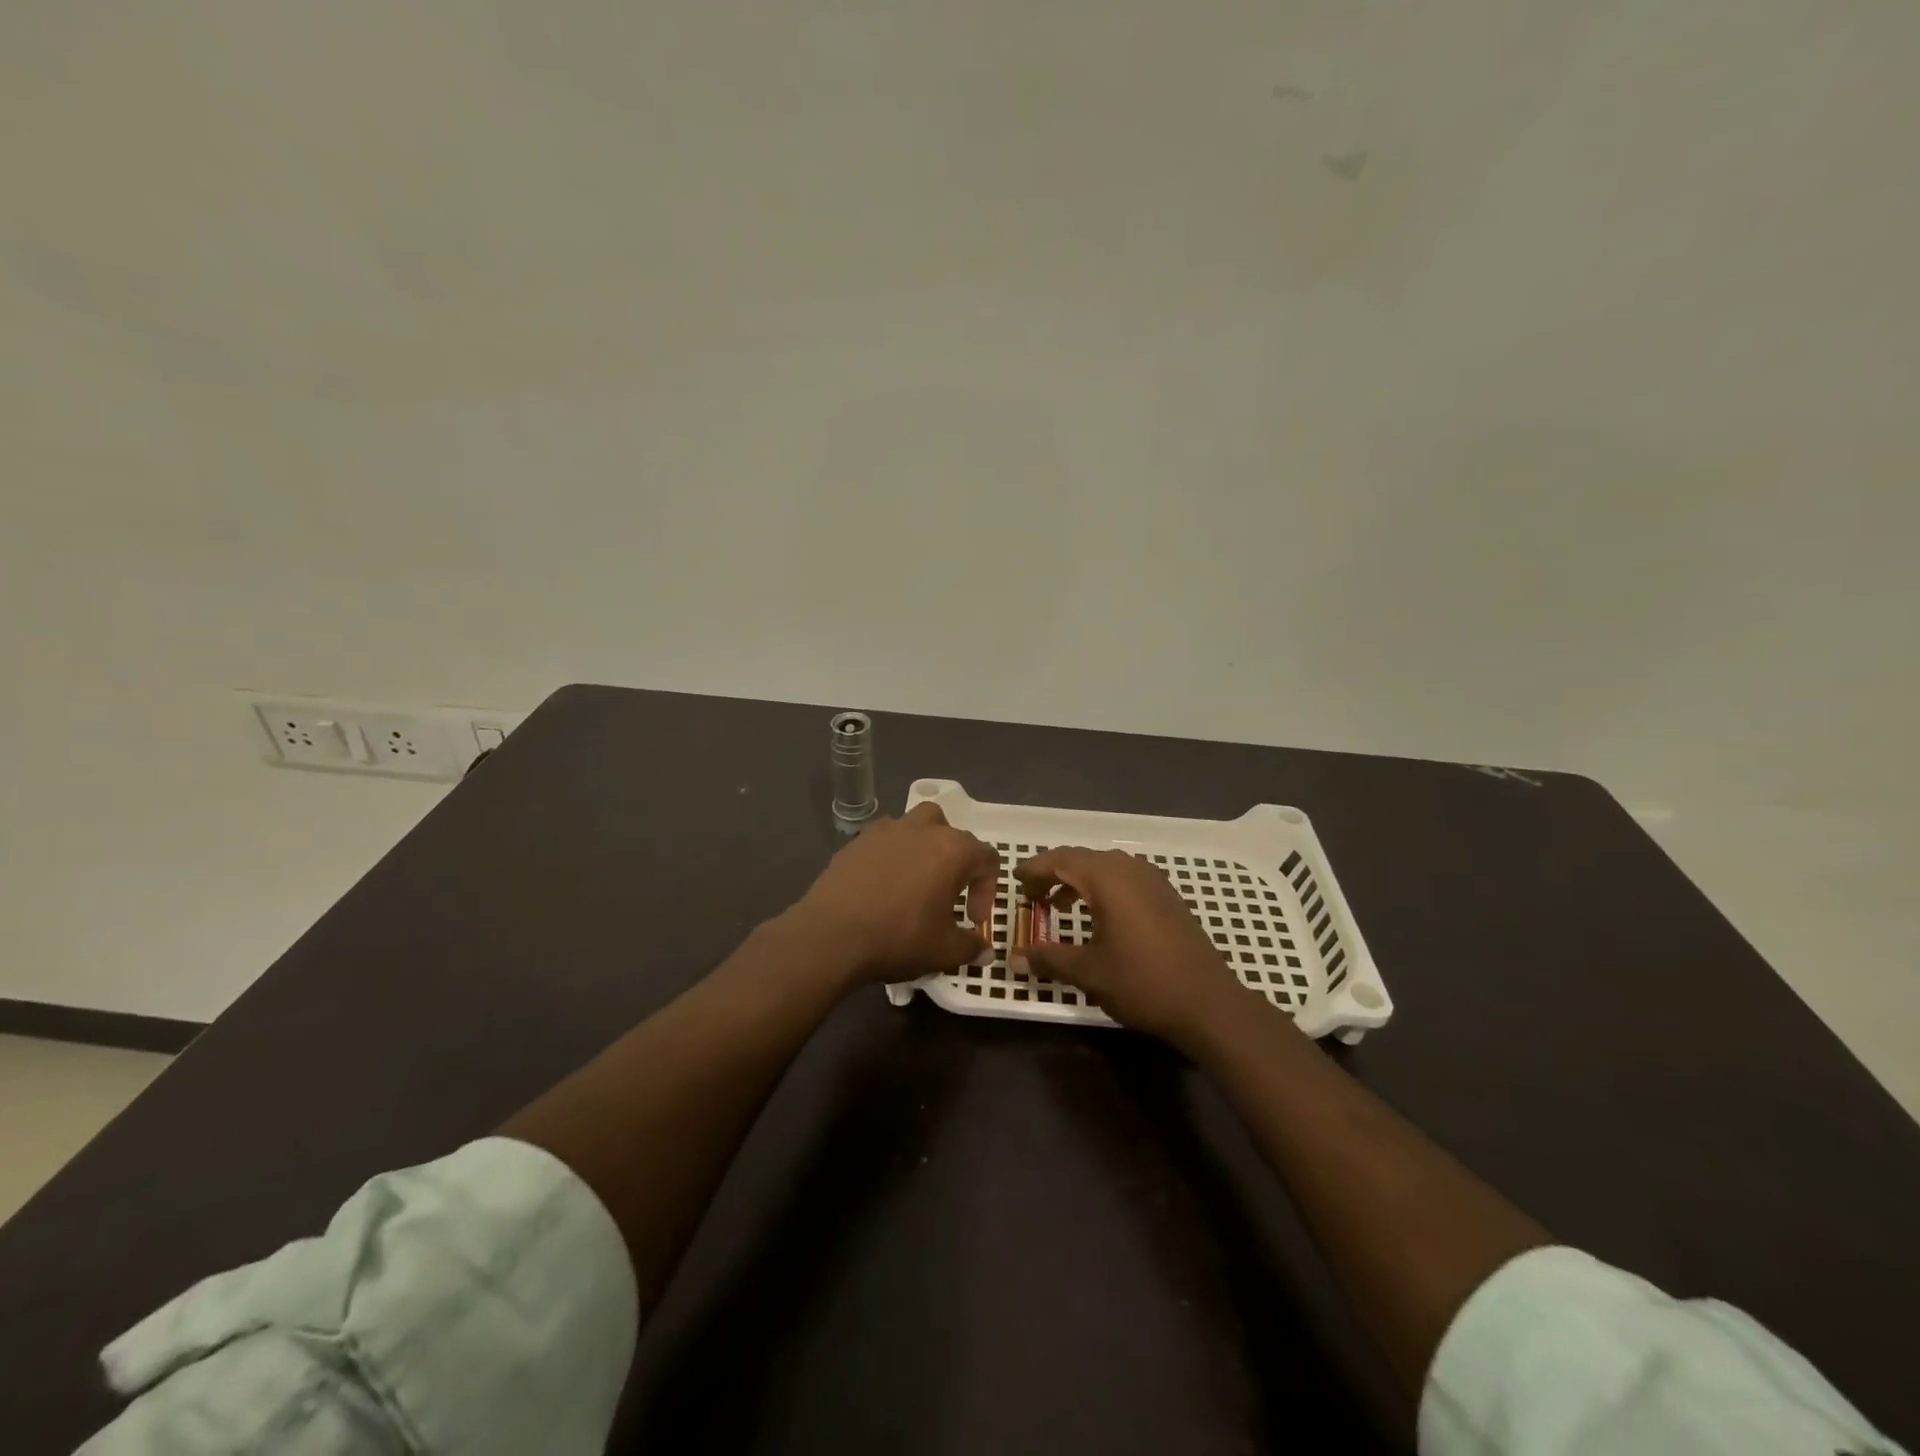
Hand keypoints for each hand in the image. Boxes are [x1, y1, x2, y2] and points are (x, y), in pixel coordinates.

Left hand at [789, 803, 1000, 984]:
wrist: (831, 935)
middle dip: (957, 862)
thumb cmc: (899, 937)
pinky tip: (883, 884)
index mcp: (952, 850)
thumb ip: (971, 947)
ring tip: (917, 880)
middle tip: (948, 895)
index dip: (987, 889)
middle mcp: (922, 829)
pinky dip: (892, 854)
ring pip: (916, 825)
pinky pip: (885, 840)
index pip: (986, 858)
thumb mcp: (944, 951)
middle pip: (952, 833)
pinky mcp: (856, 841)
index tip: (972, 918)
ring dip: (924, 847)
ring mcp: (886, 831)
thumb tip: (985, 951)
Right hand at [1016, 847, 1241, 1044]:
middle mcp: (1130, 870)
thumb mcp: (1088, 972)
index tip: (1015, 881)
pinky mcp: (1168, 897)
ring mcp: (1154, 881)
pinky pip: (1125, 879)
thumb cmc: (1143, 982)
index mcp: (1108, 879)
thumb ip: (1049, 958)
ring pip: (1106, 868)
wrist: (1209, 1003)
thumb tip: (1015, 958)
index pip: (1061, 860)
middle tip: (1033, 896)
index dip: (1035, 868)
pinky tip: (1099, 915)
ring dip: (1079, 881)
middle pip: (1083, 859)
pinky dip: (1103, 888)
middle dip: (1054, 874)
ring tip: (1059, 906)